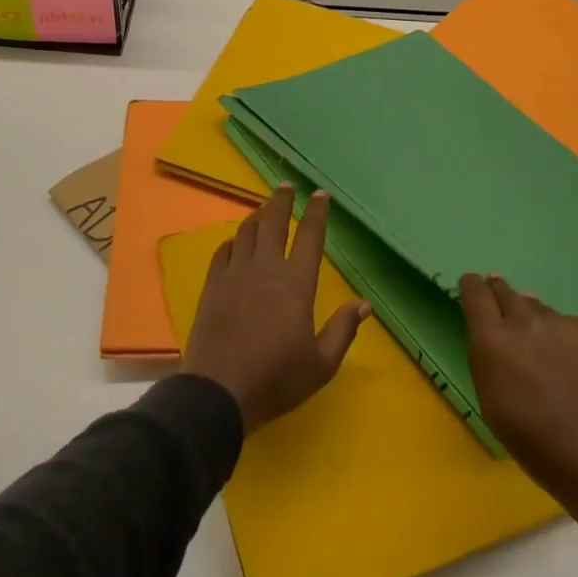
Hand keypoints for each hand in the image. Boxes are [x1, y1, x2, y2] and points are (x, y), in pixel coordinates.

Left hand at [183, 186, 369, 432]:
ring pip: (246, 232)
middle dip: (282, 201)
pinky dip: (232, 241)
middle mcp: (266, 269)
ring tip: (263, 209)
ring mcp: (235, 275)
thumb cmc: (276, 378)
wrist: (219, 390)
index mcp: (296, 283)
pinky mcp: (212, 286)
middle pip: (274, 223)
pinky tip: (234, 242)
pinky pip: (222, 252)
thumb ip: (343, 330)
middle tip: (286, 186)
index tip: (320, 194)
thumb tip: (364, 303)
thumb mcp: (321, 364)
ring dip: (257, 216)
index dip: (317, 213)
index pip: (310, 237)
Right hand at [460, 273, 577, 499]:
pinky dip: (563, 335)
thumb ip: (486, 359)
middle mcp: (525, 322)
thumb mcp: (490, 402)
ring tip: (538, 338)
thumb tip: (493, 334)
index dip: (471, 286)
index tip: (471, 285)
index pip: (475, 293)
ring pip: (538, 308)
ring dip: (532, 318)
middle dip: (499, 293)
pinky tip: (571, 359)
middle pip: (506, 292)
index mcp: (493, 340)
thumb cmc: (534, 441)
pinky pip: (568, 324)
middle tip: (499, 297)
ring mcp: (562, 324)